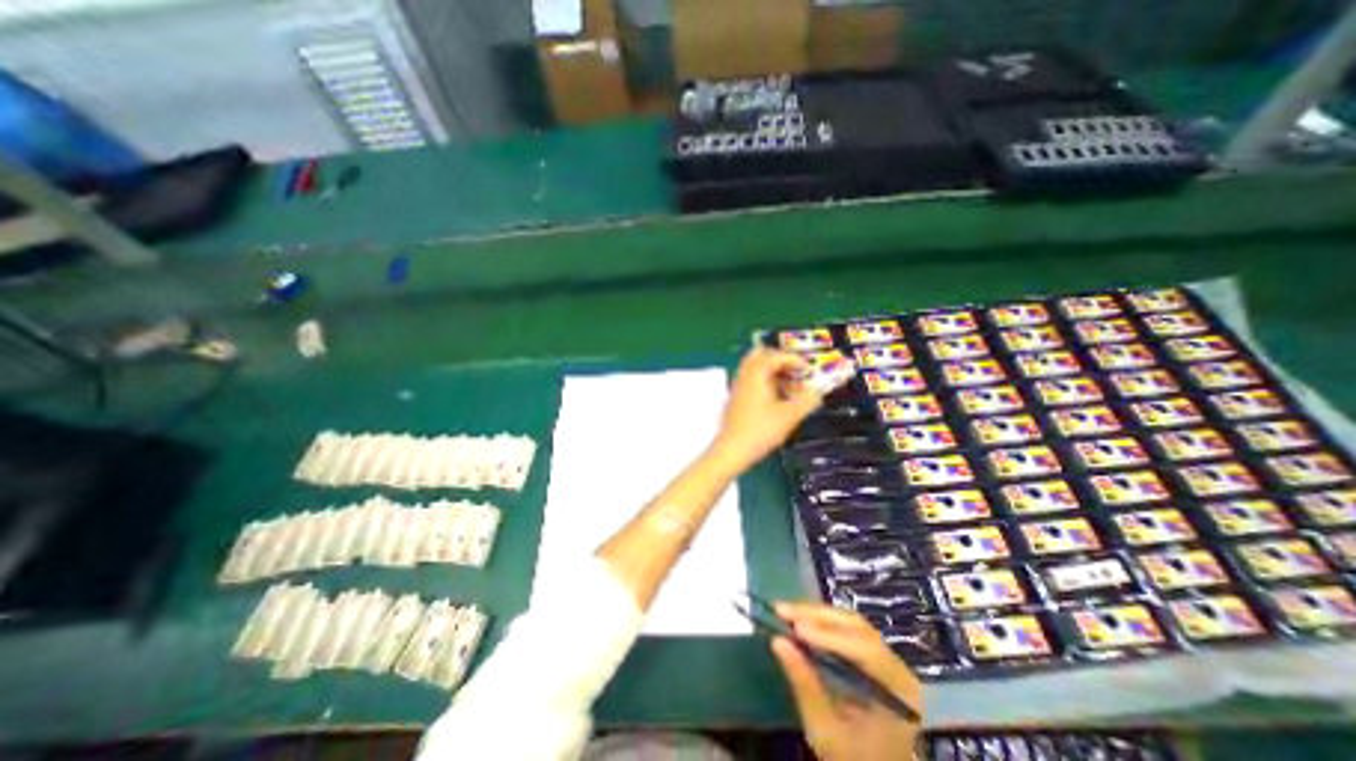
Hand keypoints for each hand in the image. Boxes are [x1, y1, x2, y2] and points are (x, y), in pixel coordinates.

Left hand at [710, 346, 826, 471]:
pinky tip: (773, 396)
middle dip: (778, 359)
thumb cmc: (761, 430)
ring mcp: (737, 386)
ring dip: (770, 370)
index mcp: (757, 374)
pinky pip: (749, 379)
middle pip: (760, 355)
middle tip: (794, 369)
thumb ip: (807, 402)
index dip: (794, 359)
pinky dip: (762, 380)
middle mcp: (745, 375)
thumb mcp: (789, 417)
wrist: (732, 449)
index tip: (808, 369)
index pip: (776, 356)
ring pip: (753, 367)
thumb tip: (818, 393)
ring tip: (787, 383)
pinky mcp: (735, 398)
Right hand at [774, 600, 920, 760]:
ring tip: (787, 612)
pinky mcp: (875, 656)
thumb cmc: (854, 759)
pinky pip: (850, 630)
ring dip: (817, 615)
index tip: (796, 628)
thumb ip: (804, 685)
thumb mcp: (826, 732)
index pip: (865, 652)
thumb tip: (778, 641)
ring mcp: (888, 659)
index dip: (829, 636)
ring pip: (851, 623)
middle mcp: (898, 668)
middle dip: (817, 617)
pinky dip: (824, 623)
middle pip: (857, 628)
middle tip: (782, 610)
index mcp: (898, 694)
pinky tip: (802, 621)